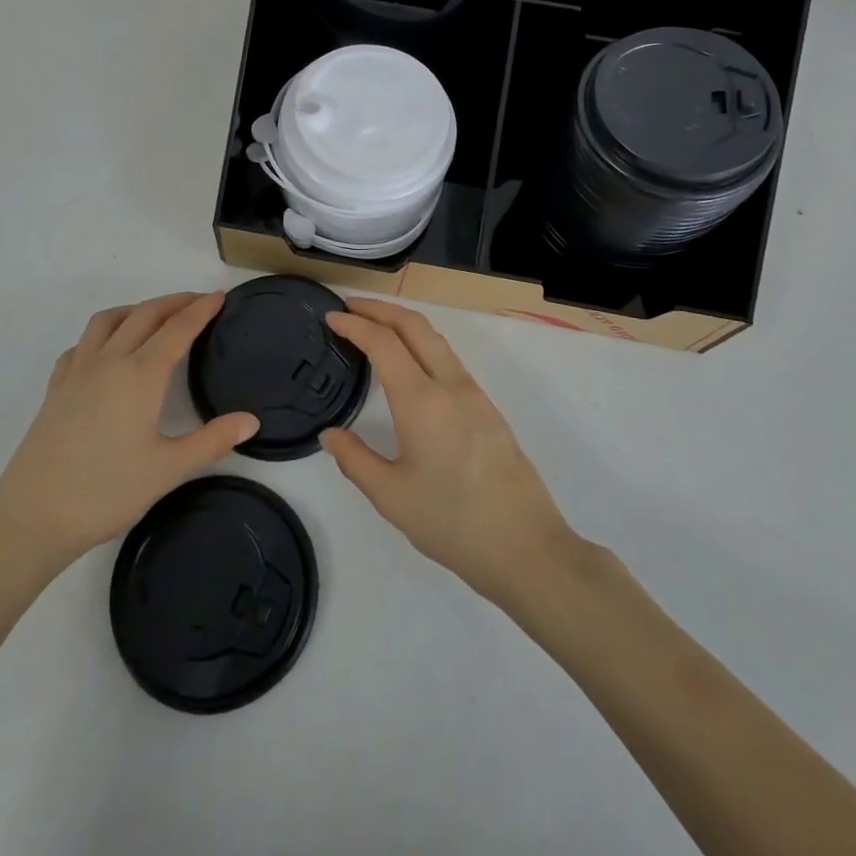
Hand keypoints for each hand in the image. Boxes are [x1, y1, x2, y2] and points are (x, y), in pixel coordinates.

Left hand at [0, 292, 258, 575]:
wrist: (32, 516)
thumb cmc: (106, 492)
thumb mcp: (168, 470)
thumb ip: (212, 441)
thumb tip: (252, 420)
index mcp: (141, 375)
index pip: (178, 329)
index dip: (201, 309)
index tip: (219, 296)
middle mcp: (109, 361)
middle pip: (145, 315)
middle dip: (174, 302)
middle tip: (197, 301)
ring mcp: (77, 371)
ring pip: (108, 321)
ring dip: (136, 309)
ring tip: (154, 316)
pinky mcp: (56, 388)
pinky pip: (81, 344)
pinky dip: (102, 334)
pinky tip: (106, 351)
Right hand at [321, 298, 579, 608]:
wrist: (526, 547)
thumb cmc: (452, 523)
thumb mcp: (391, 497)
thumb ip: (355, 460)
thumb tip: (329, 435)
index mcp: (422, 401)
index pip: (384, 342)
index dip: (354, 323)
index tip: (331, 317)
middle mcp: (450, 385)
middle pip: (414, 325)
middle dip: (380, 308)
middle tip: (349, 307)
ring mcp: (474, 394)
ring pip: (436, 339)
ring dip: (403, 323)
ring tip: (375, 328)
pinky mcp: (488, 408)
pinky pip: (448, 359)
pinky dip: (421, 344)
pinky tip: (410, 364)